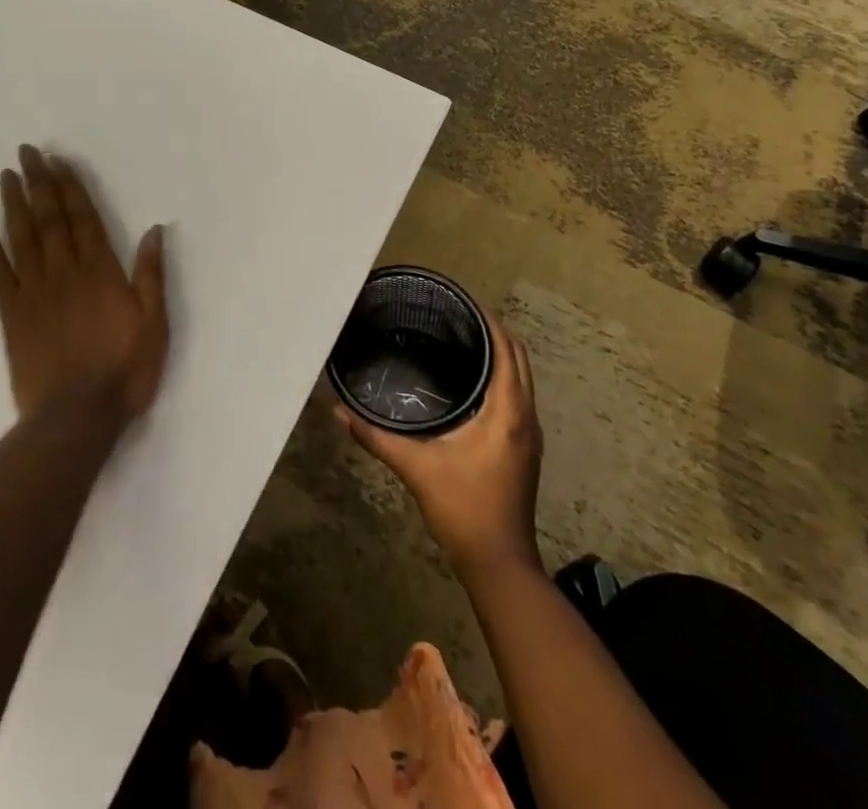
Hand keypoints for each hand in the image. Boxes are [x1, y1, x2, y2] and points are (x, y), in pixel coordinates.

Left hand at [0, 145, 168, 423]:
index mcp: (99, 271)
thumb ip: (151, 275)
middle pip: (49, 219)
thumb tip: (154, 229)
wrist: (76, 417)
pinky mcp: (12, 316)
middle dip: (39, 183)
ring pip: (22, 238)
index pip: (83, 218)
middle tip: (27, 152)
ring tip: (7, 175)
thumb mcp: (155, 323)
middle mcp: (64, 272)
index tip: (58, 160)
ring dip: (14, 204)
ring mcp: (34, 292)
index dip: (70, 187)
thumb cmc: (124, 370)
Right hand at [337, 317, 542, 577]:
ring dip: (501, 355)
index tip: (463, 303)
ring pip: (522, 378)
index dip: (489, 322)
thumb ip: (376, 437)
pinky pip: (518, 396)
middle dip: (495, 332)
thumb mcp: (416, 468)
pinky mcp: (526, 449)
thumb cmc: (463, 509)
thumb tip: (338, 411)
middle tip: (458, 316)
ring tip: (464, 340)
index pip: (507, 351)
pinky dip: (503, 377)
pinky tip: (473, 382)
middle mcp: (525, 416)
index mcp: (507, 412)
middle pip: (519, 359)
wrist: (500, 564)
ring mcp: (530, 434)